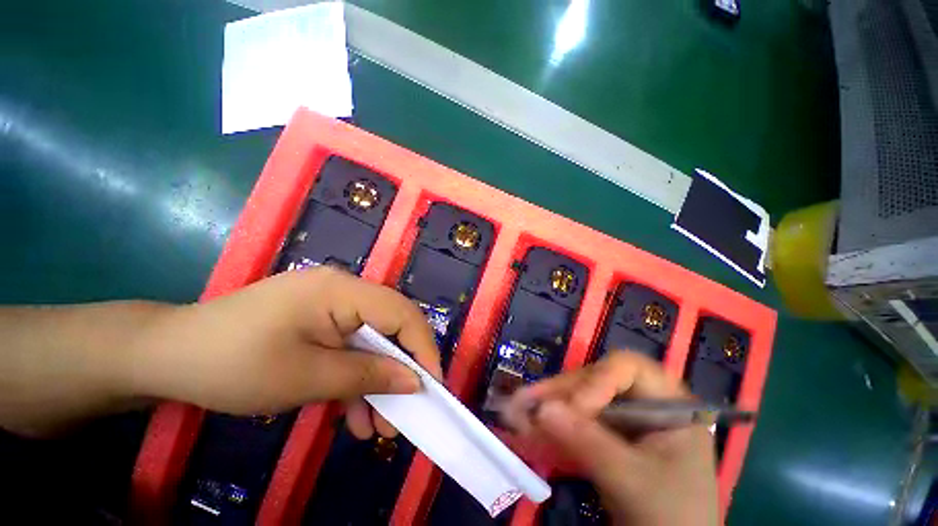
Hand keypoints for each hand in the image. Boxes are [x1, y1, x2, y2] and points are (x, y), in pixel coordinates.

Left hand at [126, 267, 440, 438]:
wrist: (167, 357)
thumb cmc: (233, 364)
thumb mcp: (307, 378)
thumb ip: (368, 376)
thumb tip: (415, 382)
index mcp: (342, 290)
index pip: (402, 313)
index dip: (422, 348)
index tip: (432, 387)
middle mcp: (344, 290)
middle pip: (390, 327)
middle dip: (400, 371)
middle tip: (404, 415)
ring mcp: (330, 305)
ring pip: (371, 342)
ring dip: (376, 382)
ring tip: (377, 428)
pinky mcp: (318, 321)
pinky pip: (349, 347)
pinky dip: (354, 379)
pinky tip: (352, 415)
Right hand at [502, 352, 717, 525]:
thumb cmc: (672, 516)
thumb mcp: (633, 481)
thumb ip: (589, 443)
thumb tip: (541, 408)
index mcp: (667, 402)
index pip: (627, 367)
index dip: (597, 380)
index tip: (574, 410)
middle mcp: (642, 401)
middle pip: (596, 379)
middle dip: (561, 392)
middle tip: (526, 402)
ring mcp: (623, 417)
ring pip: (581, 397)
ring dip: (550, 405)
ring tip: (518, 411)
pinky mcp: (606, 434)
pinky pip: (576, 420)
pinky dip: (554, 425)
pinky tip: (530, 428)